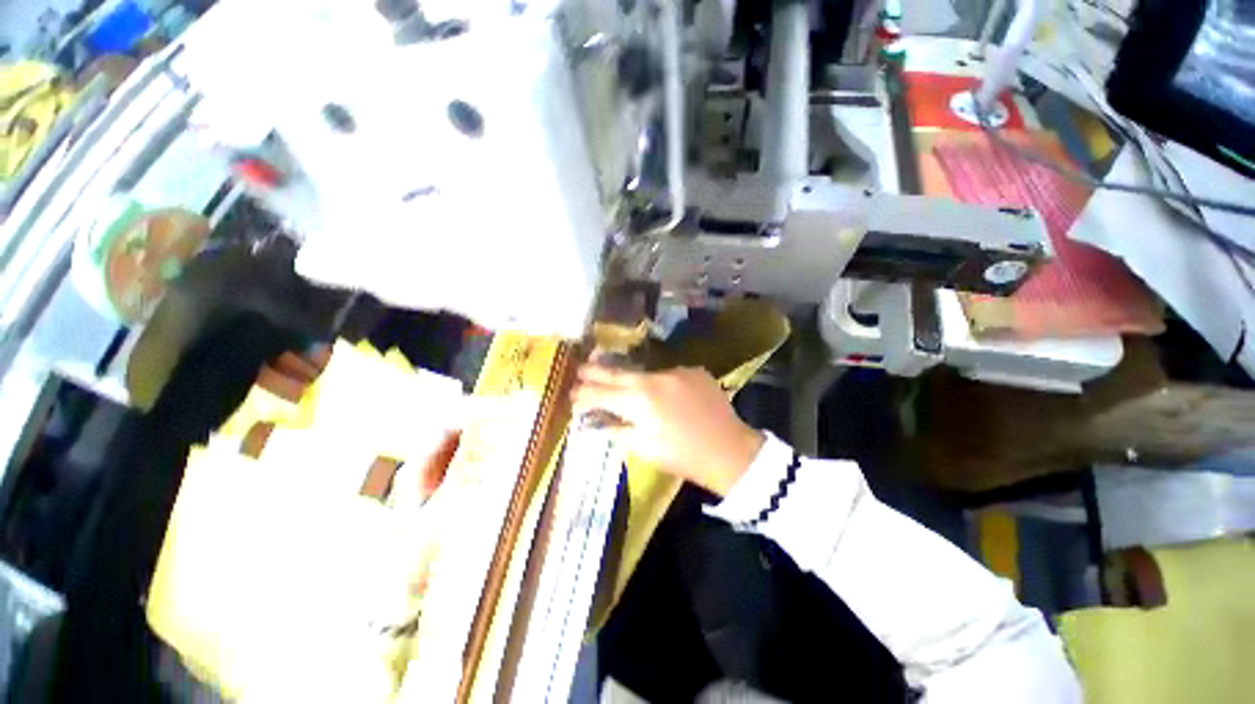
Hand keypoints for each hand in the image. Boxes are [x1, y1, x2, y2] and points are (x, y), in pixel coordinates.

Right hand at [571, 366, 763, 495]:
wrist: (730, 451)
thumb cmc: (682, 456)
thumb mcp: (643, 448)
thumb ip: (616, 429)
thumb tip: (595, 420)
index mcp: (639, 400)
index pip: (601, 394)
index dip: (583, 394)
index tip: (572, 394)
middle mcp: (654, 378)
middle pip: (618, 372)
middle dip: (596, 371)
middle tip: (580, 369)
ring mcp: (676, 371)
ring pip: (643, 373)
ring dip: (630, 379)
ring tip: (618, 382)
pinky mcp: (693, 370)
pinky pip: (667, 375)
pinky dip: (660, 384)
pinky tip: (663, 395)